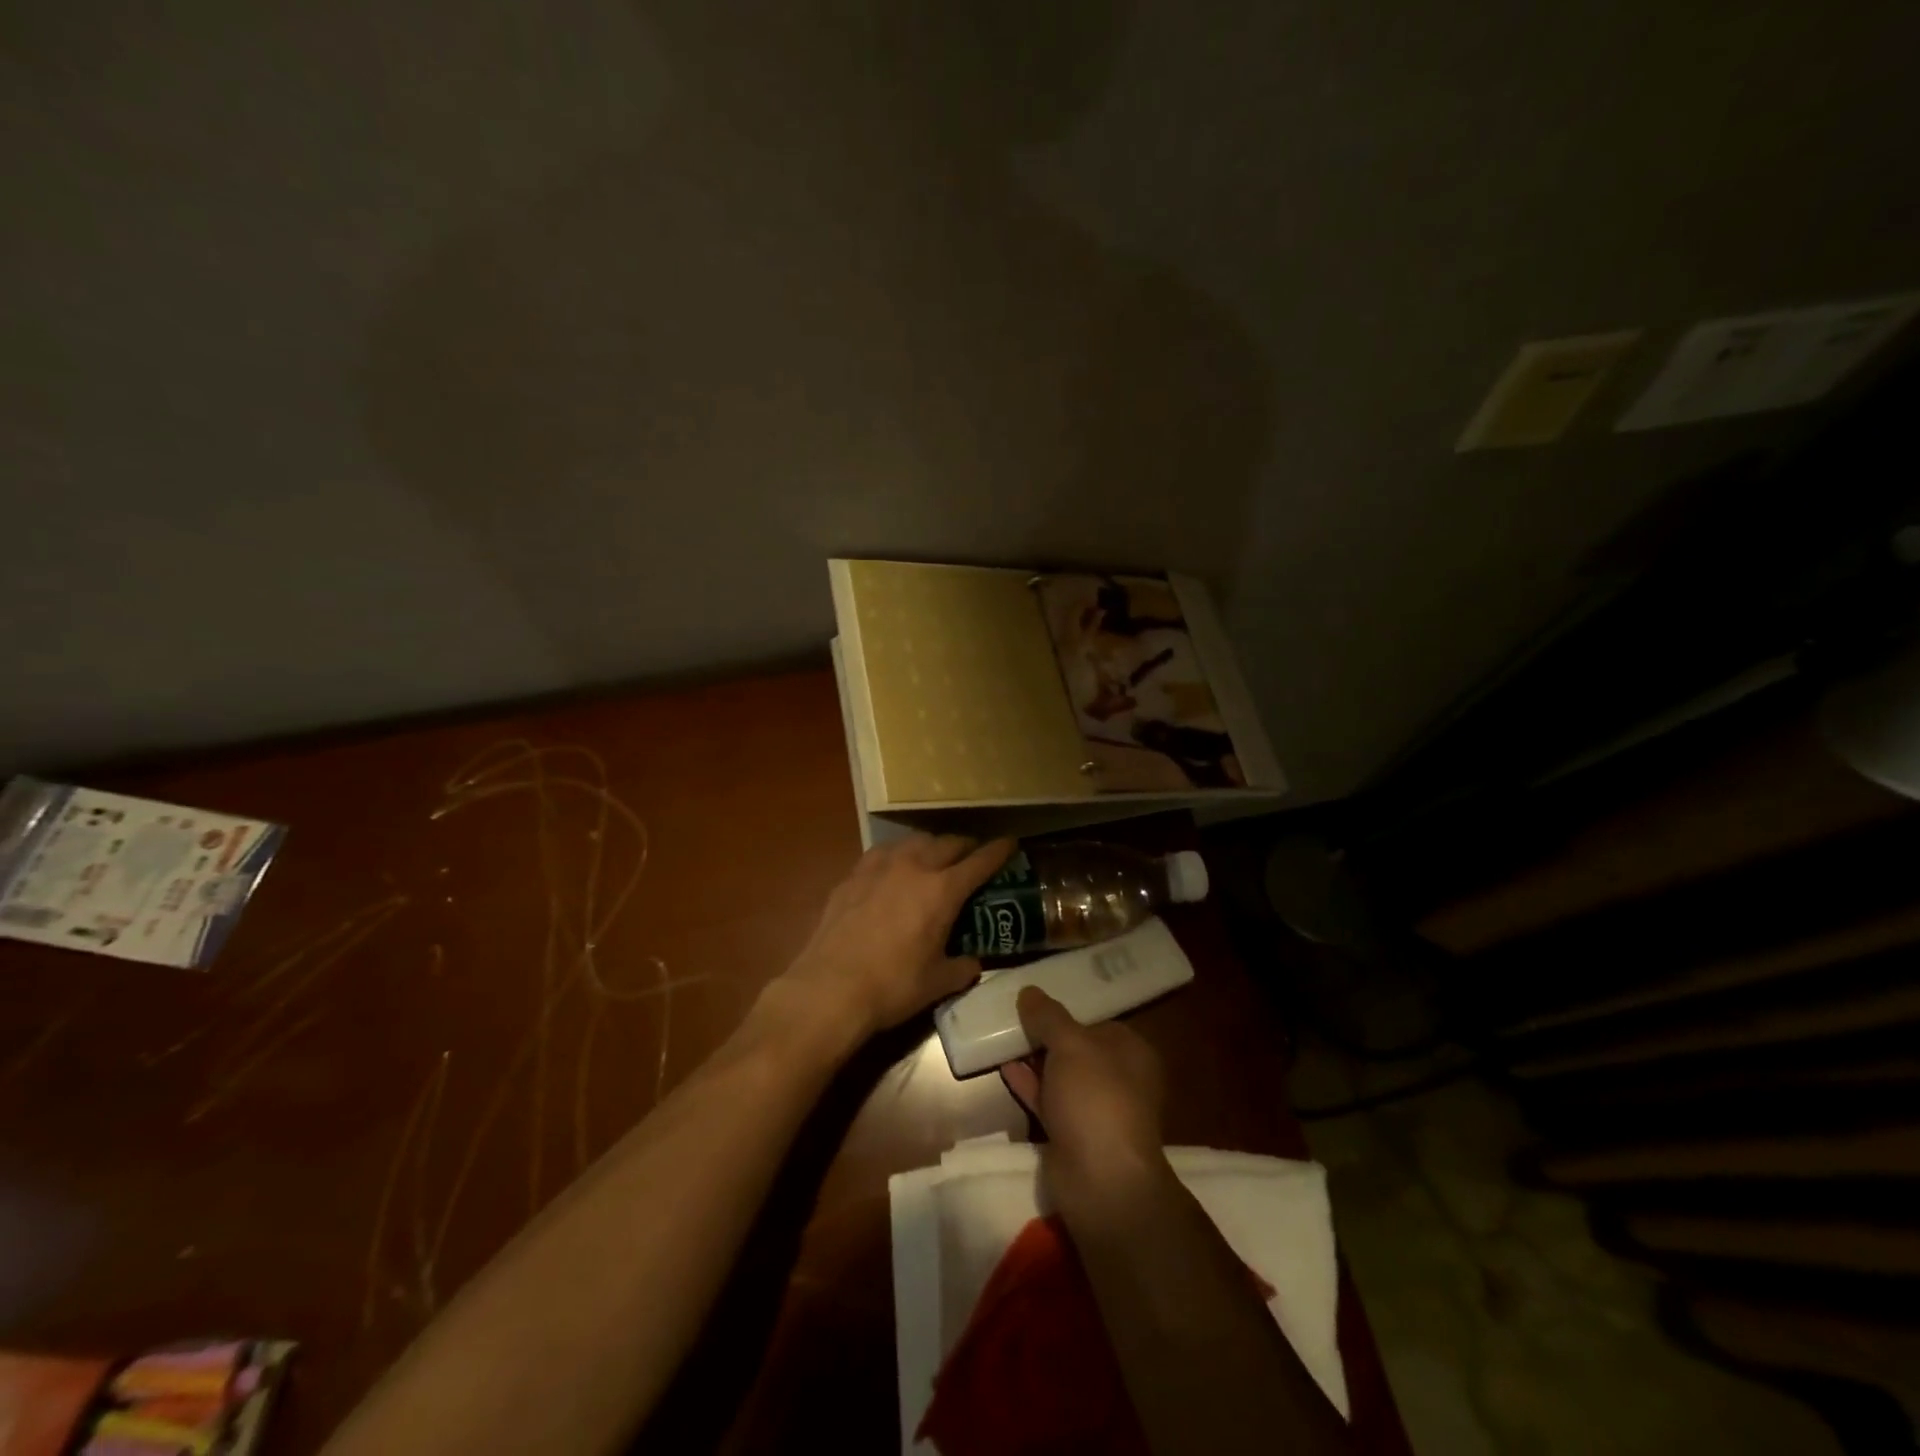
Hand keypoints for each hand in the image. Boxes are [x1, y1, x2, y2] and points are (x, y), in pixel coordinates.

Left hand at [777, 834, 1014, 1043]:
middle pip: (947, 843)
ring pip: (913, 840)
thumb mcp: (937, 983)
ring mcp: (879, 867)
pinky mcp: (852, 875)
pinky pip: (882, 853)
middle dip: (965, 846)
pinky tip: (894, 869)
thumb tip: (972, 962)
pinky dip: (898, 855)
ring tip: (933, 857)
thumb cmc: (892, 987)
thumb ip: (961, 967)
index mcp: (942, 890)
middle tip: (972, 855)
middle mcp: (913, 867)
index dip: (999, 851)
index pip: (979, 861)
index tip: (1010, 843)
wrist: (830, 988)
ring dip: (931, 845)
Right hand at [1001, 987, 1166, 1199]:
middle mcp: (1118, 1079)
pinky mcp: (1073, 1136)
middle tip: (1013, 1017)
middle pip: (1077, 1049)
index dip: (1067, 1012)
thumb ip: (1048, 1016)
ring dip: (1035, 1060)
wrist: (1101, 1180)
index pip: (1097, 1023)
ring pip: (1061, 1076)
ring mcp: (1095, 1110)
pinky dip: (1028, 1085)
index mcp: (1131, 1052)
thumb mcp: (1071, 1044)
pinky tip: (1003, 1067)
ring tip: (1002, 1037)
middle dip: (1046, 1036)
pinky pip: (1048, 1101)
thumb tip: (1028, 991)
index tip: (1035, 1002)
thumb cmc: (1096, 1097)